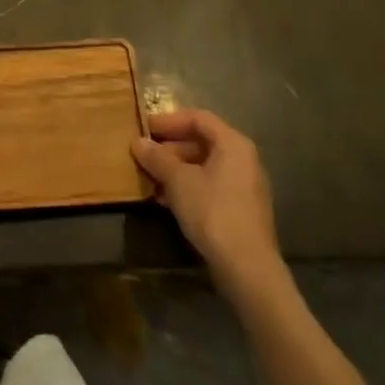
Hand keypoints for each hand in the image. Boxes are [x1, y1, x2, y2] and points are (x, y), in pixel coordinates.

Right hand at [132, 109, 278, 280]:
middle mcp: (243, 159)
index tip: (144, 127)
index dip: (169, 120)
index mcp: (233, 143)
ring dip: (175, 169)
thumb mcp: (178, 181)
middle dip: (170, 147)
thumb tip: (138, 142)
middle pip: (202, 141)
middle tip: (143, 154)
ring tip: (149, 178)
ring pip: (204, 165)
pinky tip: (165, 200)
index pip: (198, 118)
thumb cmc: (212, 211)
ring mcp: (244, 185)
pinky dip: (188, 186)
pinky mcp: (241, 209)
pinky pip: (210, 185)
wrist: (247, 267)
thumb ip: (157, 158)